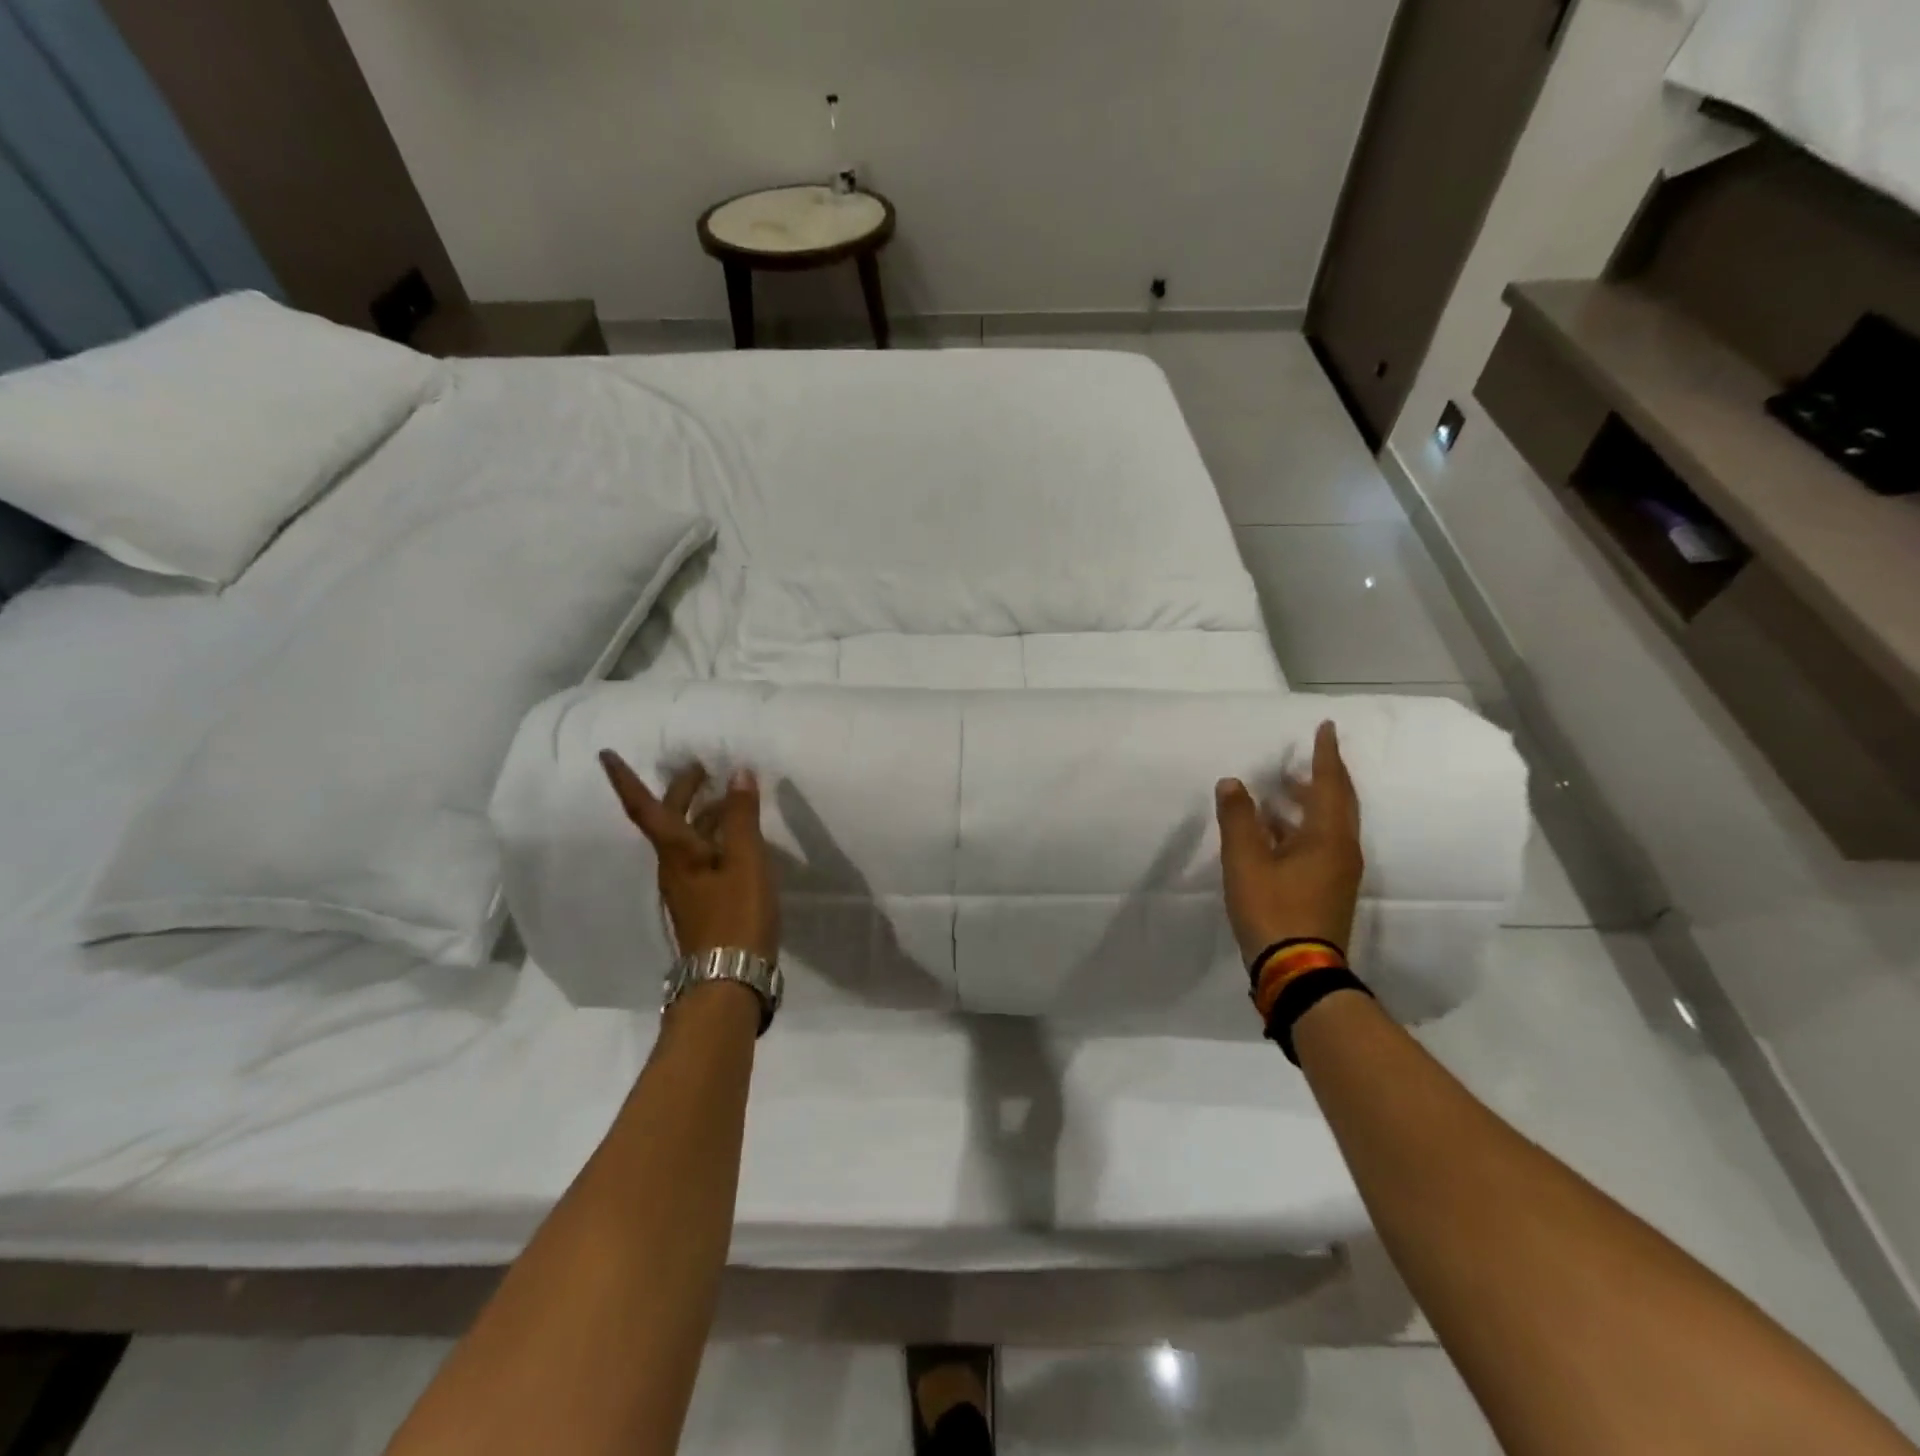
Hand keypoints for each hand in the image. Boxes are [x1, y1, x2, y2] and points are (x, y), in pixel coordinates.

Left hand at [598, 753, 779, 963]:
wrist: (729, 978)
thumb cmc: (735, 914)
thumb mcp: (745, 859)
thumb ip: (741, 816)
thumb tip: (738, 773)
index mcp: (676, 852)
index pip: (645, 808)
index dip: (626, 781)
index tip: (606, 755)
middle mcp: (673, 866)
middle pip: (668, 821)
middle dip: (682, 791)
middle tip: (702, 769)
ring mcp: (687, 887)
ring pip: (688, 839)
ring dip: (703, 814)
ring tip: (729, 797)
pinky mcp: (703, 903)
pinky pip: (703, 856)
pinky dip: (715, 837)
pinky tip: (738, 840)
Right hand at [1216, 720, 1363, 960]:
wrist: (1298, 972)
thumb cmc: (1273, 910)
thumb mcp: (1245, 861)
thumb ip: (1238, 819)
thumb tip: (1233, 782)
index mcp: (1328, 838)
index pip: (1329, 784)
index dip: (1325, 754)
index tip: (1325, 727)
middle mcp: (1342, 850)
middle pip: (1337, 803)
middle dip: (1320, 778)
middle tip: (1299, 761)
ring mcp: (1338, 873)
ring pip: (1328, 825)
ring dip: (1308, 804)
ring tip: (1280, 792)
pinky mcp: (1329, 890)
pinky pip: (1320, 844)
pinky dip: (1301, 828)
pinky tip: (1275, 833)